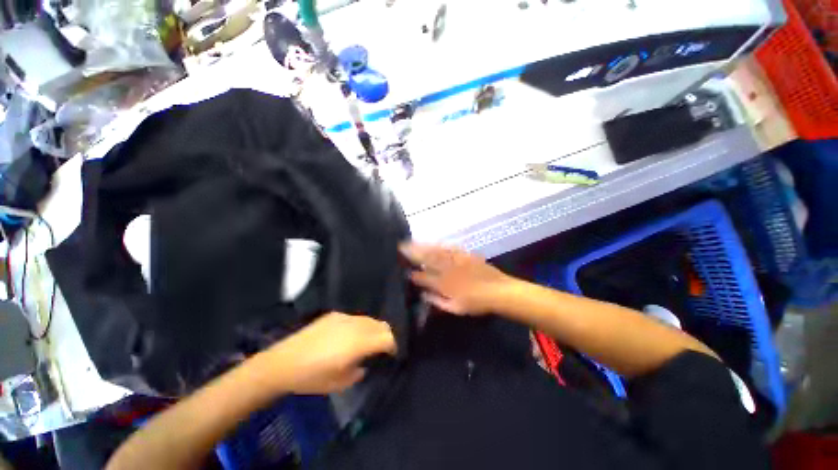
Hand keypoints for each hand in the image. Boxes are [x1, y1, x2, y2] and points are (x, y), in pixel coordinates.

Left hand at [264, 312, 395, 394]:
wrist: (283, 363)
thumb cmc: (312, 378)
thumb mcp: (340, 383)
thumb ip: (360, 370)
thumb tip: (365, 362)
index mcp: (358, 343)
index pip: (387, 337)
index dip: (393, 345)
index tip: (391, 355)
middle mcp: (354, 326)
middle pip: (381, 325)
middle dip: (386, 336)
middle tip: (381, 349)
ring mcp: (344, 317)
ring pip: (369, 319)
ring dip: (374, 329)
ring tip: (367, 342)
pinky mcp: (334, 315)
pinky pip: (355, 318)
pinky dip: (360, 325)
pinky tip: (350, 336)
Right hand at [400, 243, 512, 314]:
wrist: (499, 291)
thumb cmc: (476, 302)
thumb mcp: (455, 308)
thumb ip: (437, 301)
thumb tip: (423, 295)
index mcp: (444, 285)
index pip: (423, 278)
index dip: (413, 275)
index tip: (405, 271)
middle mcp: (447, 270)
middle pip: (426, 260)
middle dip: (413, 253)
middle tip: (401, 247)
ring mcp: (456, 260)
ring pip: (435, 251)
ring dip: (422, 246)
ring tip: (412, 241)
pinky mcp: (464, 255)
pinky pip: (448, 248)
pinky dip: (438, 245)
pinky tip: (433, 243)